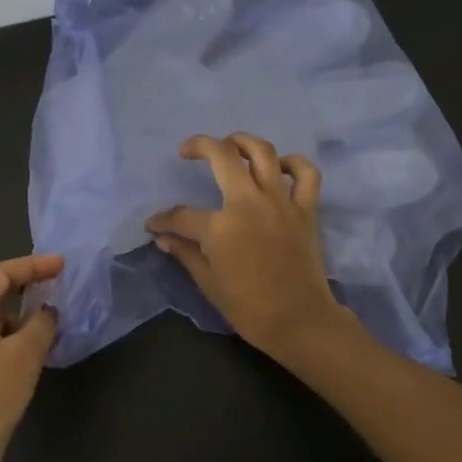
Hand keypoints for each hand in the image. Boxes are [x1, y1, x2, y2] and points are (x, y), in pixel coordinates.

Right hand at [145, 133, 348, 359]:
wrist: (298, 321)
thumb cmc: (248, 307)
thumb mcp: (208, 283)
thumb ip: (186, 253)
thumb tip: (164, 238)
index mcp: (219, 226)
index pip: (181, 214)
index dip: (163, 219)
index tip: (154, 224)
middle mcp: (248, 203)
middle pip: (222, 156)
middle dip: (199, 146)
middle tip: (187, 151)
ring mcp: (280, 202)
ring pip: (263, 152)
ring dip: (243, 141)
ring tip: (230, 145)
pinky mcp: (305, 209)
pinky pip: (306, 174)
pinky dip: (294, 164)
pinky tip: (280, 167)